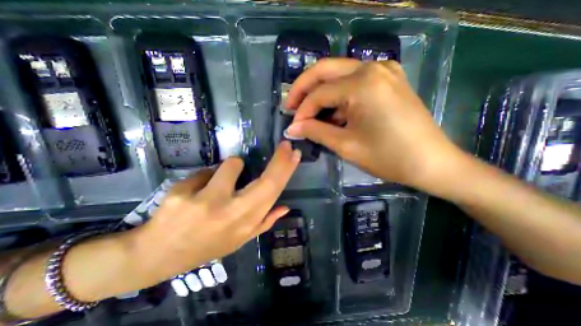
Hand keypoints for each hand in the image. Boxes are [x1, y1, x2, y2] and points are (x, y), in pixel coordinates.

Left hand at [130, 141, 299, 282]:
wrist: (158, 255)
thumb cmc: (206, 246)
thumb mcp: (239, 239)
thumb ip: (264, 222)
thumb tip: (285, 207)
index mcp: (246, 223)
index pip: (273, 192)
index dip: (286, 171)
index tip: (294, 154)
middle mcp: (231, 213)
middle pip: (264, 180)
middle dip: (279, 160)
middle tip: (285, 146)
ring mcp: (206, 202)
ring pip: (231, 165)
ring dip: (231, 167)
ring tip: (219, 182)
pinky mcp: (182, 193)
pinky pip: (205, 171)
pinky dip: (206, 177)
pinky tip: (195, 192)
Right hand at [284, 58, 465, 190]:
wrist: (431, 162)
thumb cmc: (388, 157)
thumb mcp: (345, 145)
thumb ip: (315, 132)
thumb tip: (292, 128)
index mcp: (362, 83)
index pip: (319, 93)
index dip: (302, 111)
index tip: (293, 126)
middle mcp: (372, 67)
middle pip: (324, 70)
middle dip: (303, 89)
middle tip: (290, 106)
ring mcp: (383, 70)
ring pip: (338, 74)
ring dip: (320, 92)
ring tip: (310, 114)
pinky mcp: (388, 79)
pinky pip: (353, 81)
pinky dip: (338, 95)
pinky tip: (333, 113)